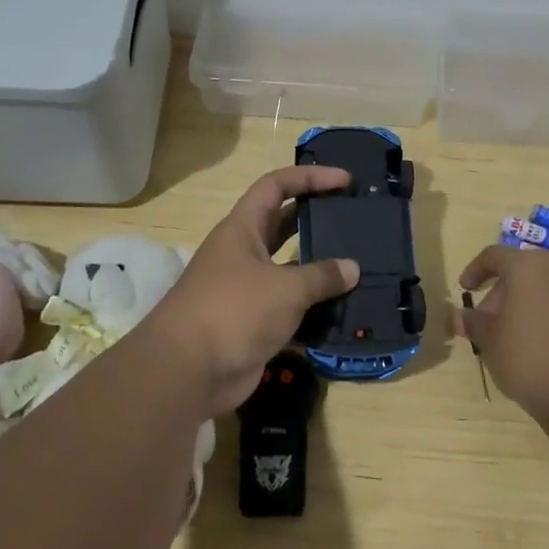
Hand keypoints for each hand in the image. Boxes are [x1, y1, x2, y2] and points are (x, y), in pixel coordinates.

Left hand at [143, 165, 359, 415]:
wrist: (189, 371)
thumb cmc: (233, 311)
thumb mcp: (285, 288)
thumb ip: (321, 275)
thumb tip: (352, 268)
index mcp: (242, 229)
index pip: (276, 186)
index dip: (309, 177)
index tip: (345, 180)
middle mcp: (243, 254)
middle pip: (283, 225)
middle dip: (317, 220)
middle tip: (354, 221)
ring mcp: (248, 291)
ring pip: (290, 271)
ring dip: (320, 270)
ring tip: (359, 268)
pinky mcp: (254, 324)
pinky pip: (291, 309)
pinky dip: (315, 311)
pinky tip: (345, 314)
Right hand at [456, 245, 548, 428]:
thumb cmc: (532, 360)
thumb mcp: (491, 343)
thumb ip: (473, 323)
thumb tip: (460, 316)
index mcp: (528, 266)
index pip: (493, 256)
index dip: (474, 271)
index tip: (465, 289)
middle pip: (521, 270)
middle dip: (501, 292)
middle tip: (488, 323)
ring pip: (545, 286)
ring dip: (525, 303)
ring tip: (514, 337)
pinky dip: (548, 313)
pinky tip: (543, 344)